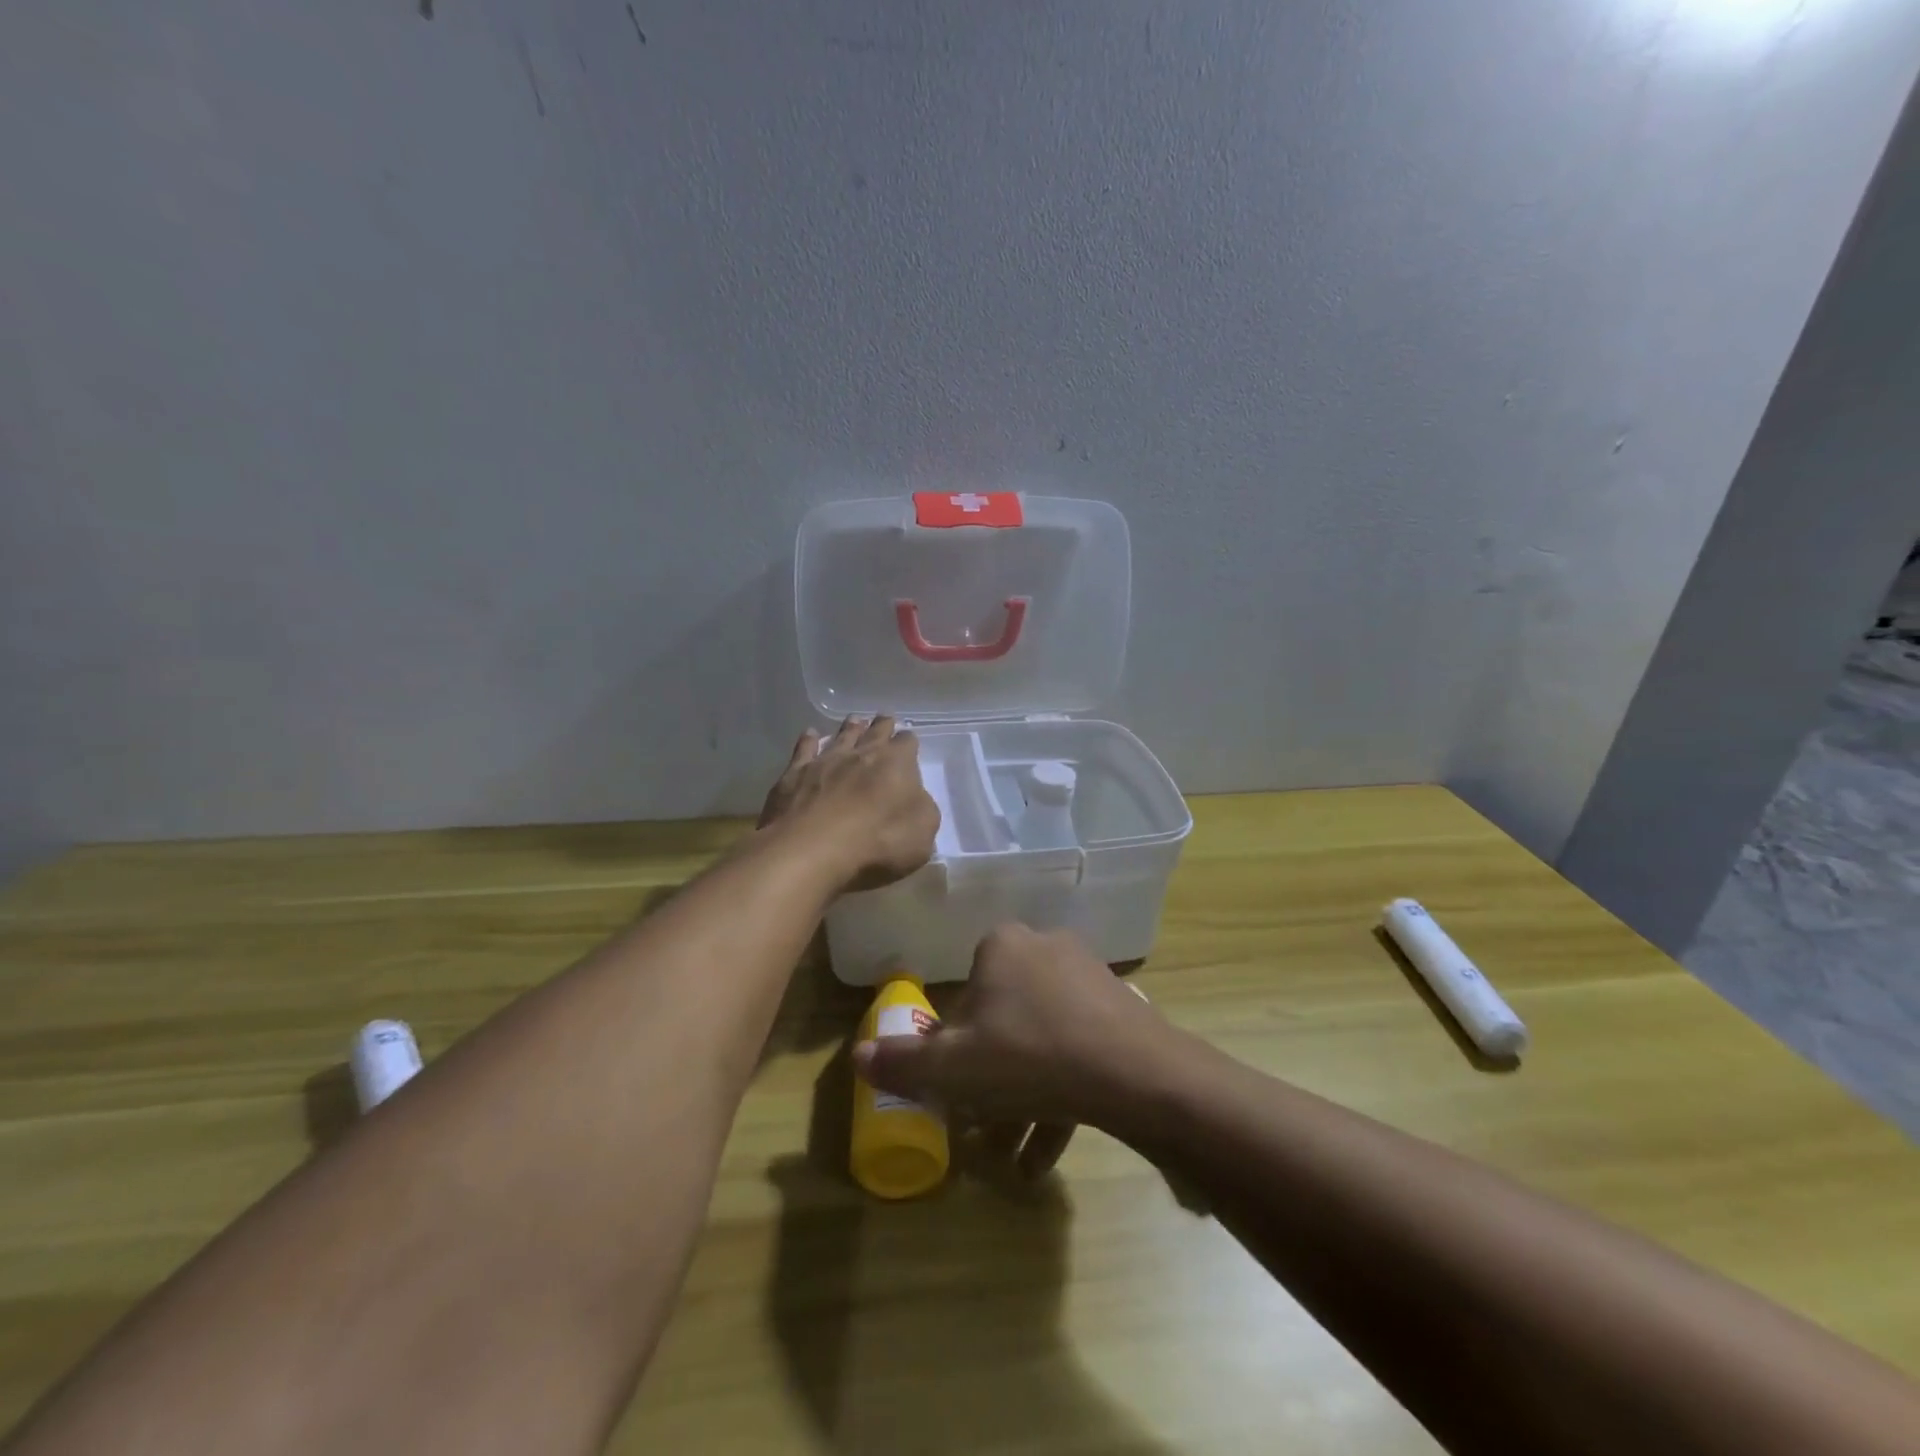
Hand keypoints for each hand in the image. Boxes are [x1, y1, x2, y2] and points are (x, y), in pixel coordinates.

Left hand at [757, 716, 939, 893]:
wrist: (811, 849)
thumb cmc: (877, 842)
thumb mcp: (921, 834)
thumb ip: (922, 810)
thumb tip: (915, 799)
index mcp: (896, 764)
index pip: (907, 743)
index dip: (909, 744)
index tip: (909, 745)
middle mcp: (861, 753)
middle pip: (875, 731)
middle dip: (882, 726)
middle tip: (885, 719)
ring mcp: (826, 760)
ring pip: (841, 736)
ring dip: (850, 728)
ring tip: (855, 720)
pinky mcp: (795, 774)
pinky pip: (804, 749)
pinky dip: (809, 740)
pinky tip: (810, 734)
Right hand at [852, 923, 1170, 1177]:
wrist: (1134, 1073)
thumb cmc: (1029, 1056)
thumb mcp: (954, 1068)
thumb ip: (903, 1063)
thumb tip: (857, 1057)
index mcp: (1002, 947)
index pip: (964, 996)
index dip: (953, 1048)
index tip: (956, 1090)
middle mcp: (1043, 949)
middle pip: (1002, 1022)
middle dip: (989, 1082)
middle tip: (980, 1129)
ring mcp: (1087, 977)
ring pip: (1039, 1042)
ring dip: (1021, 1100)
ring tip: (1013, 1158)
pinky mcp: (1118, 1009)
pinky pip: (1075, 1051)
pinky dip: (1057, 1098)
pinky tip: (1045, 1156)